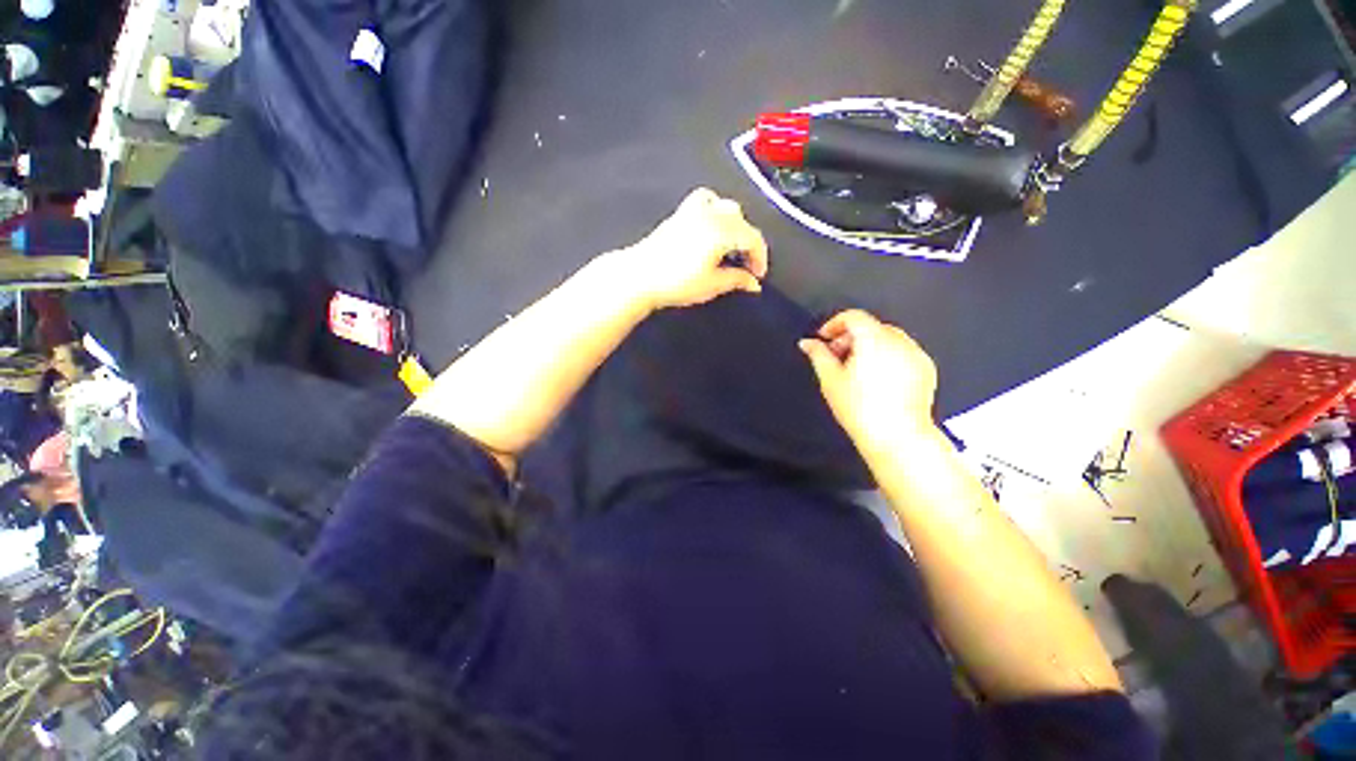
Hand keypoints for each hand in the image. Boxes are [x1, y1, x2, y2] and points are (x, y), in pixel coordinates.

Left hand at [620, 188, 768, 310]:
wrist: (640, 276)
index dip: (760, 257)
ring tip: (732, 247)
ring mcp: (694, 210)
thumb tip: (754, 283)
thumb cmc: (677, 283)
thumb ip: (737, 280)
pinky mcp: (680, 213)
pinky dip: (716, 210)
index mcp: (722, 231)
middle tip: (746, 266)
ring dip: (736, 226)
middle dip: (749, 243)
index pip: (753, 238)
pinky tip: (711, 227)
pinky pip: (706, 201)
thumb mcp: (712, 285)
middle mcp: (711, 214)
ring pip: (726, 207)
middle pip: (742, 222)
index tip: (758, 276)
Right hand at [799, 310, 938, 454]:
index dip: (834, 324)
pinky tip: (878, 380)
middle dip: (850, 337)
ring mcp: (916, 354)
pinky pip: (903, 352)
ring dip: (869, 346)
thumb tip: (807, 343)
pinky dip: (887, 357)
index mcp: (873, 339)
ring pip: (888, 339)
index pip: (853, 316)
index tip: (824, 339)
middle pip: (870, 327)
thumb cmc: (860, 408)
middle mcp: (899, 341)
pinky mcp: (927, 369)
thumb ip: (818, 355)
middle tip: (836, 357)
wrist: (897, 436)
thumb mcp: (830, 379)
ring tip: (856, 371)